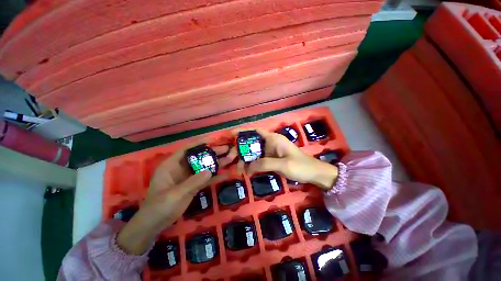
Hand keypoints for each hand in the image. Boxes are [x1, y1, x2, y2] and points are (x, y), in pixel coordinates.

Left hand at [117, 144, 236, 254]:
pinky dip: (215, 176)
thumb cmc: (159, 206)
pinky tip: (226, 174)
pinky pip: (206, 179)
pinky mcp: (194, 186)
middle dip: (212, 153)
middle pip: (199, 157)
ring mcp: (189, 177)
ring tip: (230, 158)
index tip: (213, 140)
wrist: (155, 224)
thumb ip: (192, 182)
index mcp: (172, 165)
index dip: (199, 144)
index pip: (186, 150)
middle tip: (226, 149)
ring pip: (204, 167)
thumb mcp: (174, 194)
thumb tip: (210, 172)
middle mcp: (181, 168)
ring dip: (216, 163)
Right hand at [235, 129, 337, 189]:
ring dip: (245, 159)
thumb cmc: (301, 166)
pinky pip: (258, 160)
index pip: (255, 131)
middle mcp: (270, 143)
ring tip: (238, 170)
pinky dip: (251, 164)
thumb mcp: (283, 164)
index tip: (231, 135)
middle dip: (240, 150)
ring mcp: (270, 151)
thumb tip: (248, 167)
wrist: (314, 174)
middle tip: (230, 159)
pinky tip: (246, 171)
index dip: (243, 131)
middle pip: (251, 143)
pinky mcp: (271, 159)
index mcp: (273, 139)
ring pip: (253, 152)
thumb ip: (265, 164)